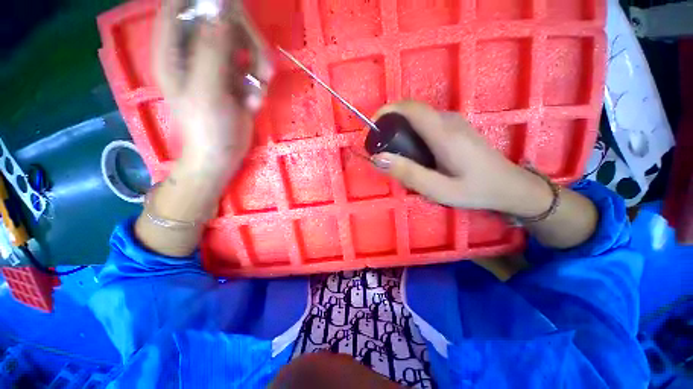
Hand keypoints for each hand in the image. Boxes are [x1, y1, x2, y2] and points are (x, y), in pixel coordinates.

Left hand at [153, 0, 272, 169]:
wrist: (222, 155)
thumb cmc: (208, 127)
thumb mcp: (208, 90)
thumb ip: (212, 49)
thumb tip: (222, 10)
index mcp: (174, 50)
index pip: (179, 7)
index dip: (202, 1)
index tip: (232, 7)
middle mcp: (194, 51)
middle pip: (220, 22)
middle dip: (247, 38)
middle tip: (264, 62)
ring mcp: (217, 65)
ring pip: (242, 44)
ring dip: (259, 64)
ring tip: (262, 88)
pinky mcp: (235, 79)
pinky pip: (252, 67)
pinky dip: (259, 83)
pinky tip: (255, 102)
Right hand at [371, 101, 551, 216]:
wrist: (511, 186)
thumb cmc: (475, 190)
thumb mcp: (438, 189)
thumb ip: (407, 173)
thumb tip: (377, 158)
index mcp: (443, 133)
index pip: (410, 108)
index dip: (386, 111)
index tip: (371, 129)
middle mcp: (448, 120)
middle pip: (411, 111)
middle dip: (389, 123)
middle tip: (379, 148)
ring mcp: (454, 122)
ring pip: (418, 117)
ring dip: (400, 129)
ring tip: (393, 153)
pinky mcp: (455, 128)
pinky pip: (426, 123)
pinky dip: (411, 132)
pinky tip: (413, 153)